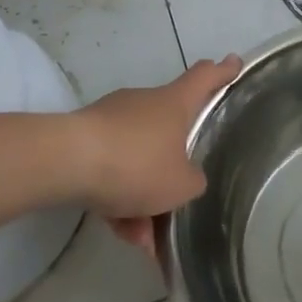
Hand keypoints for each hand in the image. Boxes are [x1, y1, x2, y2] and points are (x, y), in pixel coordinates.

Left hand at [78, 55, 240, 255]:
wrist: (67, 163)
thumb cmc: (137, 164)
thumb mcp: (181, 184)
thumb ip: (192, 182)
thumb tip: (187, 178)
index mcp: (175, 103)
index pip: (205, 78)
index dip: (222, 72)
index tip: (234, 63)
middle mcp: (145, 103)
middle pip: (168, 132)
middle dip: (170, 173)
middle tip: (175, 207)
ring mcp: (112, 120)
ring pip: (137, 160)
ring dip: (141, 199)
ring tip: (141, 238)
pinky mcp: (85, 139)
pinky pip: (111, 170)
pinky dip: (117, 200)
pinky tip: (118, 231)